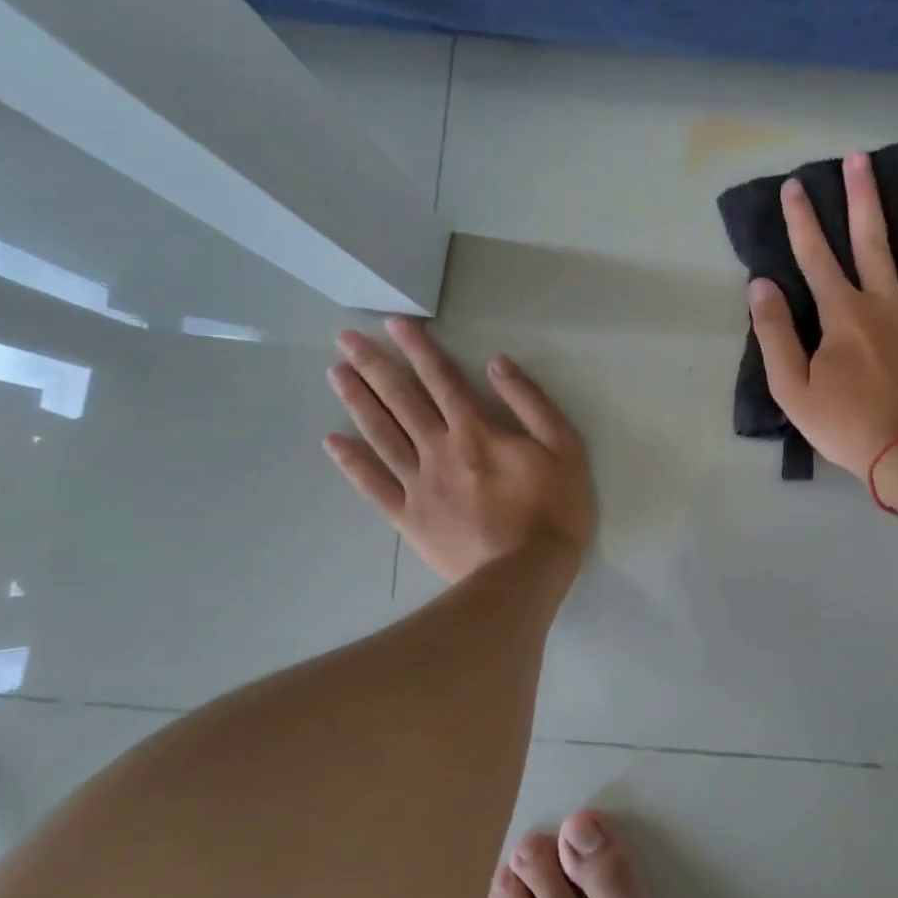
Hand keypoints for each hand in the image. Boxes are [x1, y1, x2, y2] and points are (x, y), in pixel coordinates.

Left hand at [324, 319, 593, 581]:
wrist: (525, 574)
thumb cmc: (553, 508)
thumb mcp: (564, 447)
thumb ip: (531, 402)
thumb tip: (496, 364)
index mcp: (476, 431)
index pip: (442, 379)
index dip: (418, 348)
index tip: (393, 324)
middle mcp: (439, 449)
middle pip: (402, 400)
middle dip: (374, 365)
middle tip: (345, 339)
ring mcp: (419, 484)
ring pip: (382, 434)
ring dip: (358, 401)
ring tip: (336, 374)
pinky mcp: (409, 518)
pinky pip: (374, 485)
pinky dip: (352, 462)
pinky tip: (333, 441)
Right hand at [749, 151, 897, 477]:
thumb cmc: (846, 424)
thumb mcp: (791, 388)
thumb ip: (774, 334)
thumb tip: (761, 285)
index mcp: (842, 313)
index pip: (815, 256)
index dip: (801, 220)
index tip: (793, 185)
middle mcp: (884, 301)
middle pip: (871, 240)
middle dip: (862, 197)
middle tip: (859, 157)